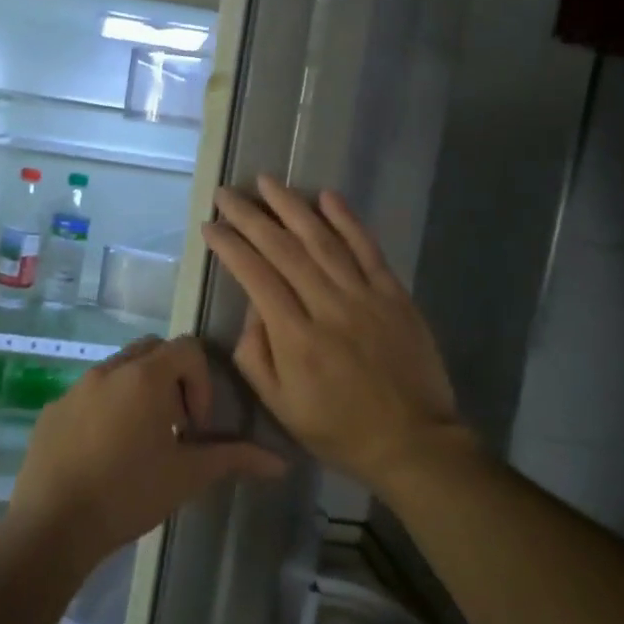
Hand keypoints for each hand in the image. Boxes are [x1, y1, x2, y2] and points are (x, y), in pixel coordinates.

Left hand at [9, 334, 287, 566]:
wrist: (52, 525)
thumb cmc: (128, 493)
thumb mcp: (187, 476)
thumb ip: (234, 458)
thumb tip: (280, 462)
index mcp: (145, 376)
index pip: (187, 348)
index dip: (202, 381)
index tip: (196, 426)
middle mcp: (109, 370)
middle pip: (152, 351)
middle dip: (171, 380)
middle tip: (174, 427)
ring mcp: (75, 388)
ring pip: (118, 371)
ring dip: (138, 393)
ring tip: (140, 442)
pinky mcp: (52, 410)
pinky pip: (88, 394)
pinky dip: (105, 409)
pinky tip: (103, 455)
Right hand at [203, 177, 463, 495]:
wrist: (413, 442)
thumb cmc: (338, 429)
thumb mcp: (280, 406)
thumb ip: (256, 356)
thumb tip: (253, 308)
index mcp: (295, 338)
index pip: (255, 276)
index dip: (230, 246)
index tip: (210, 226)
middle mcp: (327, 306)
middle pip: (283, 249)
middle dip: (250, 217)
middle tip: (227, 193)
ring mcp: (364, 296)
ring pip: (322, 240)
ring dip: (292, 206)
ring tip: (267, 182)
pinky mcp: (394, 294)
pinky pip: (368, 248)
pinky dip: (348, 220)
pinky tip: (327, 196)